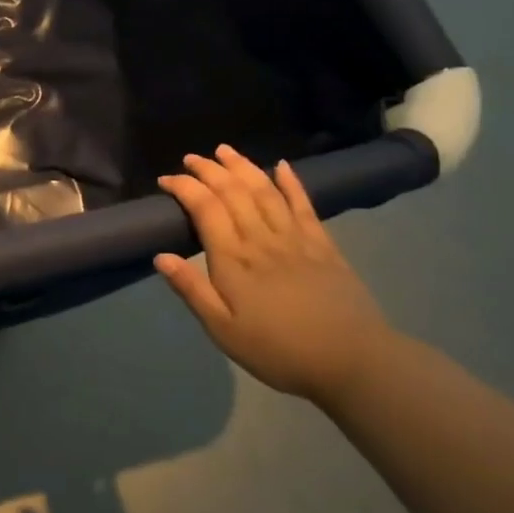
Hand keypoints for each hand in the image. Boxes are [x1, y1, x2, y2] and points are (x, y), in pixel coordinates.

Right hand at [154, 145, 397, 402]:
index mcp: (234, 259)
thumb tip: (160, 256)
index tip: (166, 180)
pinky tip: (282, 166)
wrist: (353, 362)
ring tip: (225, 150)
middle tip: (191, 158)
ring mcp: (296, 239)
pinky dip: (291, 183)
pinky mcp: (323, 246)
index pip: (205, 208)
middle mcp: (262, 239)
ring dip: (243, 167)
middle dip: (209, 170)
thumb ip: (192, 290)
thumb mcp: (223, 330)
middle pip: (234, 192)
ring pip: (265, 191)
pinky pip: (304, 206)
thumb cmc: (278, 351)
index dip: (185, 188)